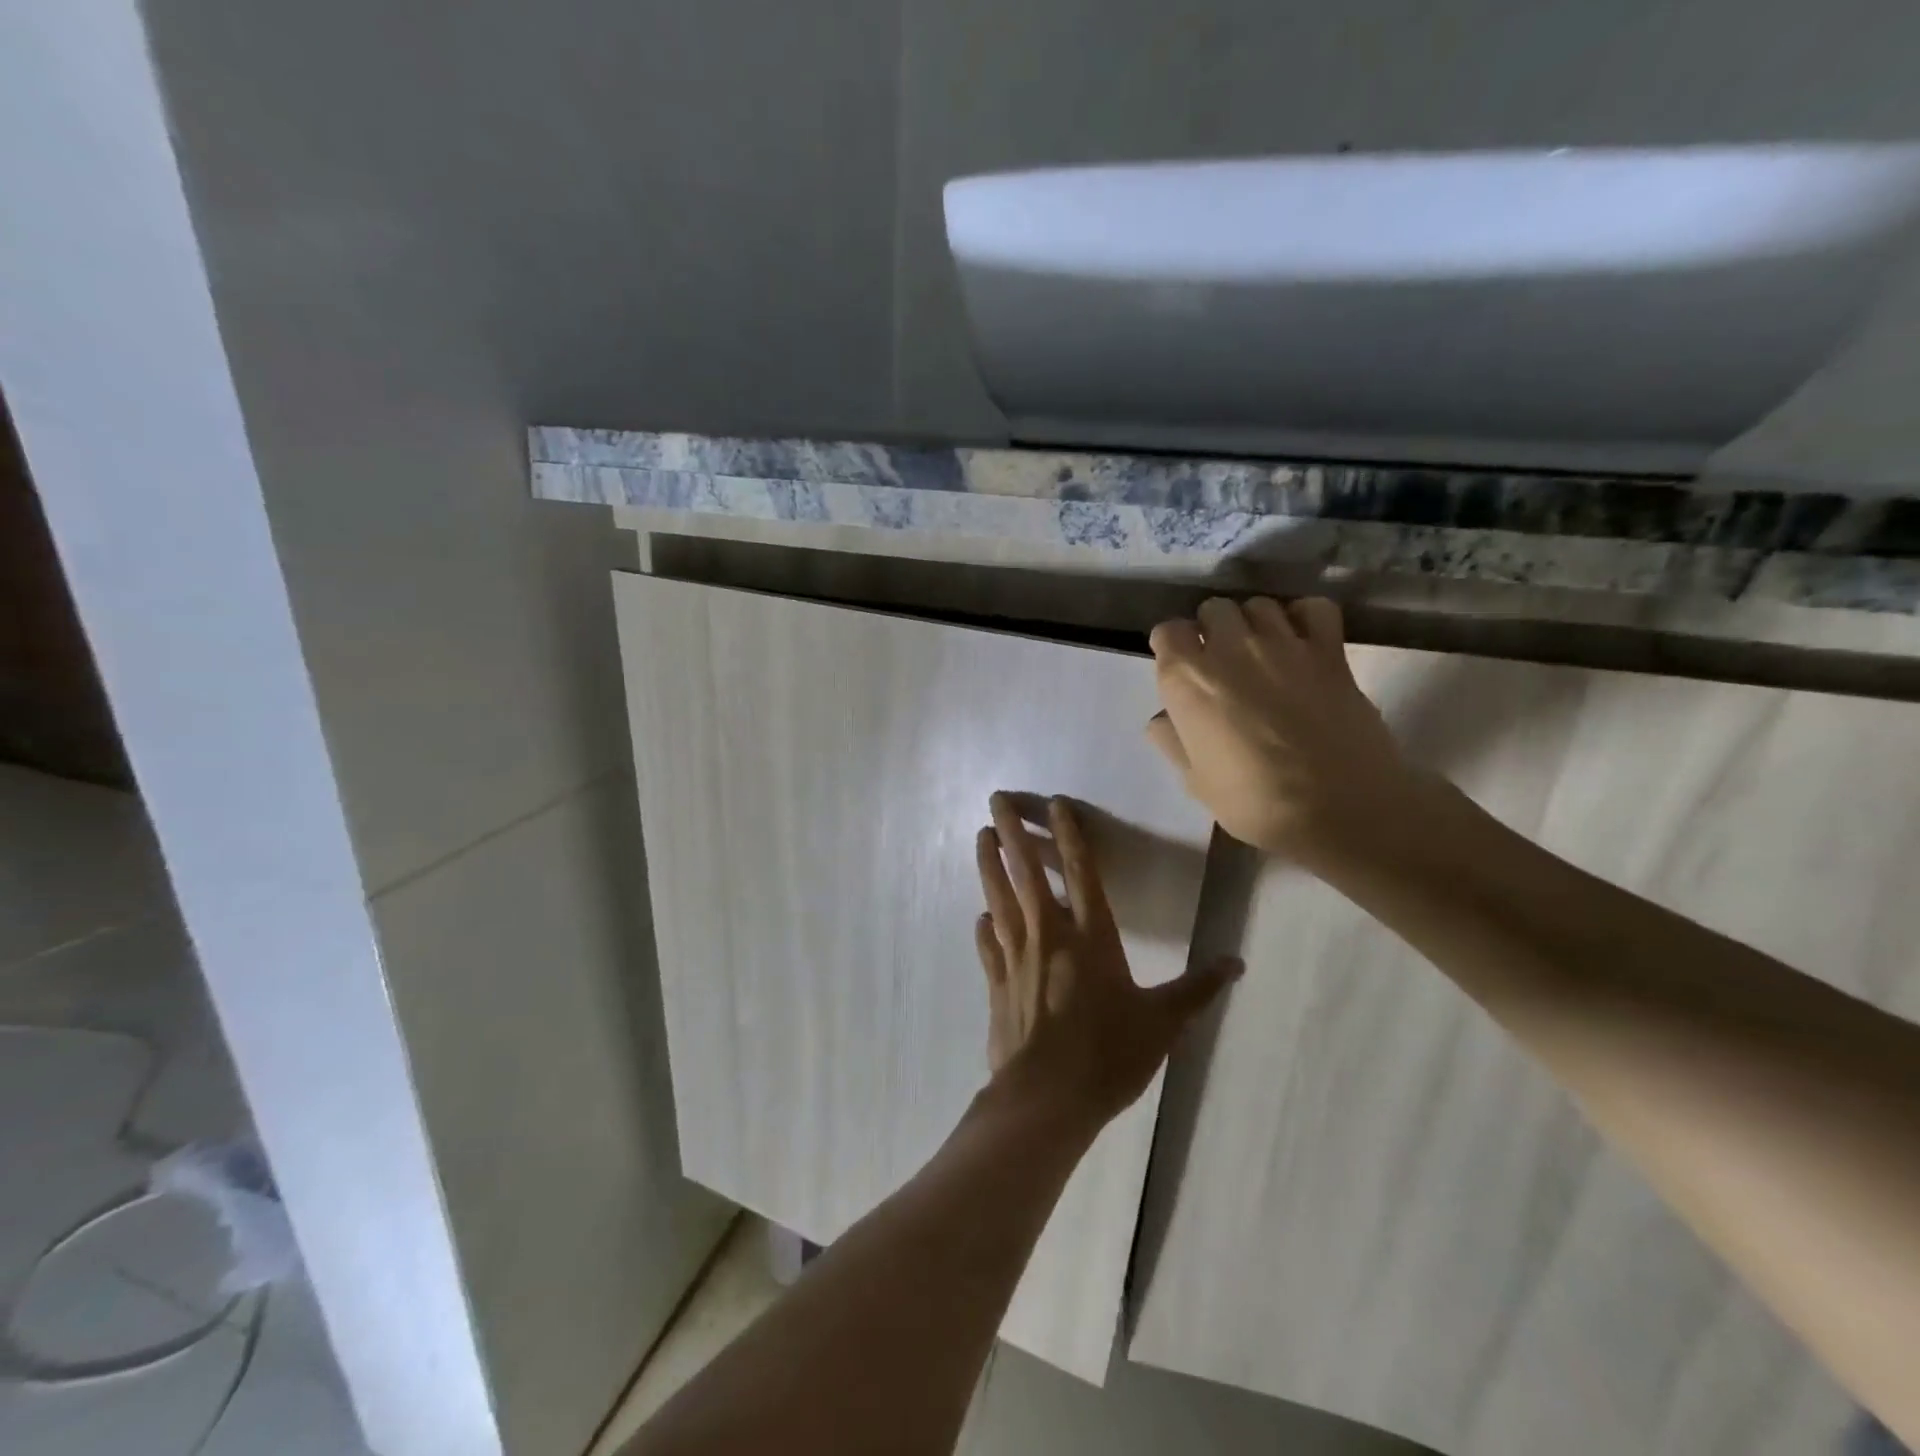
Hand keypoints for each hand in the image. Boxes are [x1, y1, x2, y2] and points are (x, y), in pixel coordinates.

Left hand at [974, 792, 1241, 1125]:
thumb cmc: (1108, 1055)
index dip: (1069, 834)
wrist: (1046, 1099)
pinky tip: (981, 916)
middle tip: (995, 798)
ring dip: (989, 864)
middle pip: (1027, 872)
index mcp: (1091, 937)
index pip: (1082, 872)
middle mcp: (1049, 935)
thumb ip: (1197, 989)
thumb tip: (1237, 962)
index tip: (1055, 803)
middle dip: (1011, 831)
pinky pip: (988, 945)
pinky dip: (984, 926)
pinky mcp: (997, 984)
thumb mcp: (1163, 1023)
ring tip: (979, 835)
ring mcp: (1016, 958)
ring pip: (999, 898)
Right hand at [1147, 597, 1417, 864]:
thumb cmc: (1254, 802)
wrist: (1340, 809)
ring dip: (1252, 622)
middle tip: (1220, 661)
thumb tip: (1165, 717)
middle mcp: (1231, 648)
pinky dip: (1303, 616)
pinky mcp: (1329, 651)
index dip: (1172, 647)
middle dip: (1211, 629)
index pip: (1168, 632)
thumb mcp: (1195, 781)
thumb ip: (1173, 740)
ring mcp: (1283, 644)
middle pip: (1213, 609)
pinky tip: (1300, 640)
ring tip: (1260, 651)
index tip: (1179, 668)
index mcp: (1188, 679)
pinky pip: (1313, 609)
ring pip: (1258, 605)